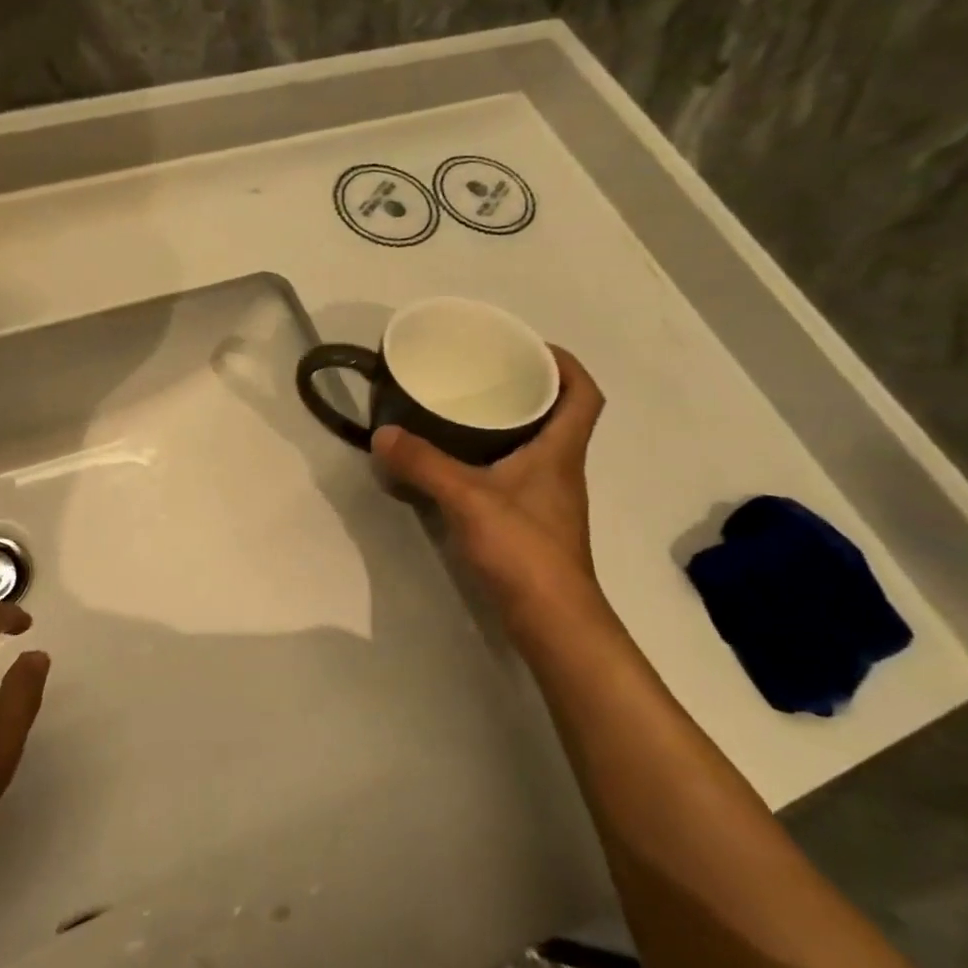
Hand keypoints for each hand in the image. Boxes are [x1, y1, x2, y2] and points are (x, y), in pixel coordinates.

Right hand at [373, 345, 608, 637]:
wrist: (551, 620)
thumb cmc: (523, 549)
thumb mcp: (467, 499)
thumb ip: (424, 464)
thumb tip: (383, 434)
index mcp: (560, 451)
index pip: (584, 394)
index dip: (566, 364)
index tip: (529, 347)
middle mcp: (561, 469)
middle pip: (559, 415)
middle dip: (528, 388)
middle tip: (484, 374)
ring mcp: (548, 499)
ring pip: (536, 446)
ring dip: (509, 424)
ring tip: (465, 411)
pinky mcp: (531, 523)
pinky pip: (516, 474)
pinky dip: (493, 459)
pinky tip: (459, 465)